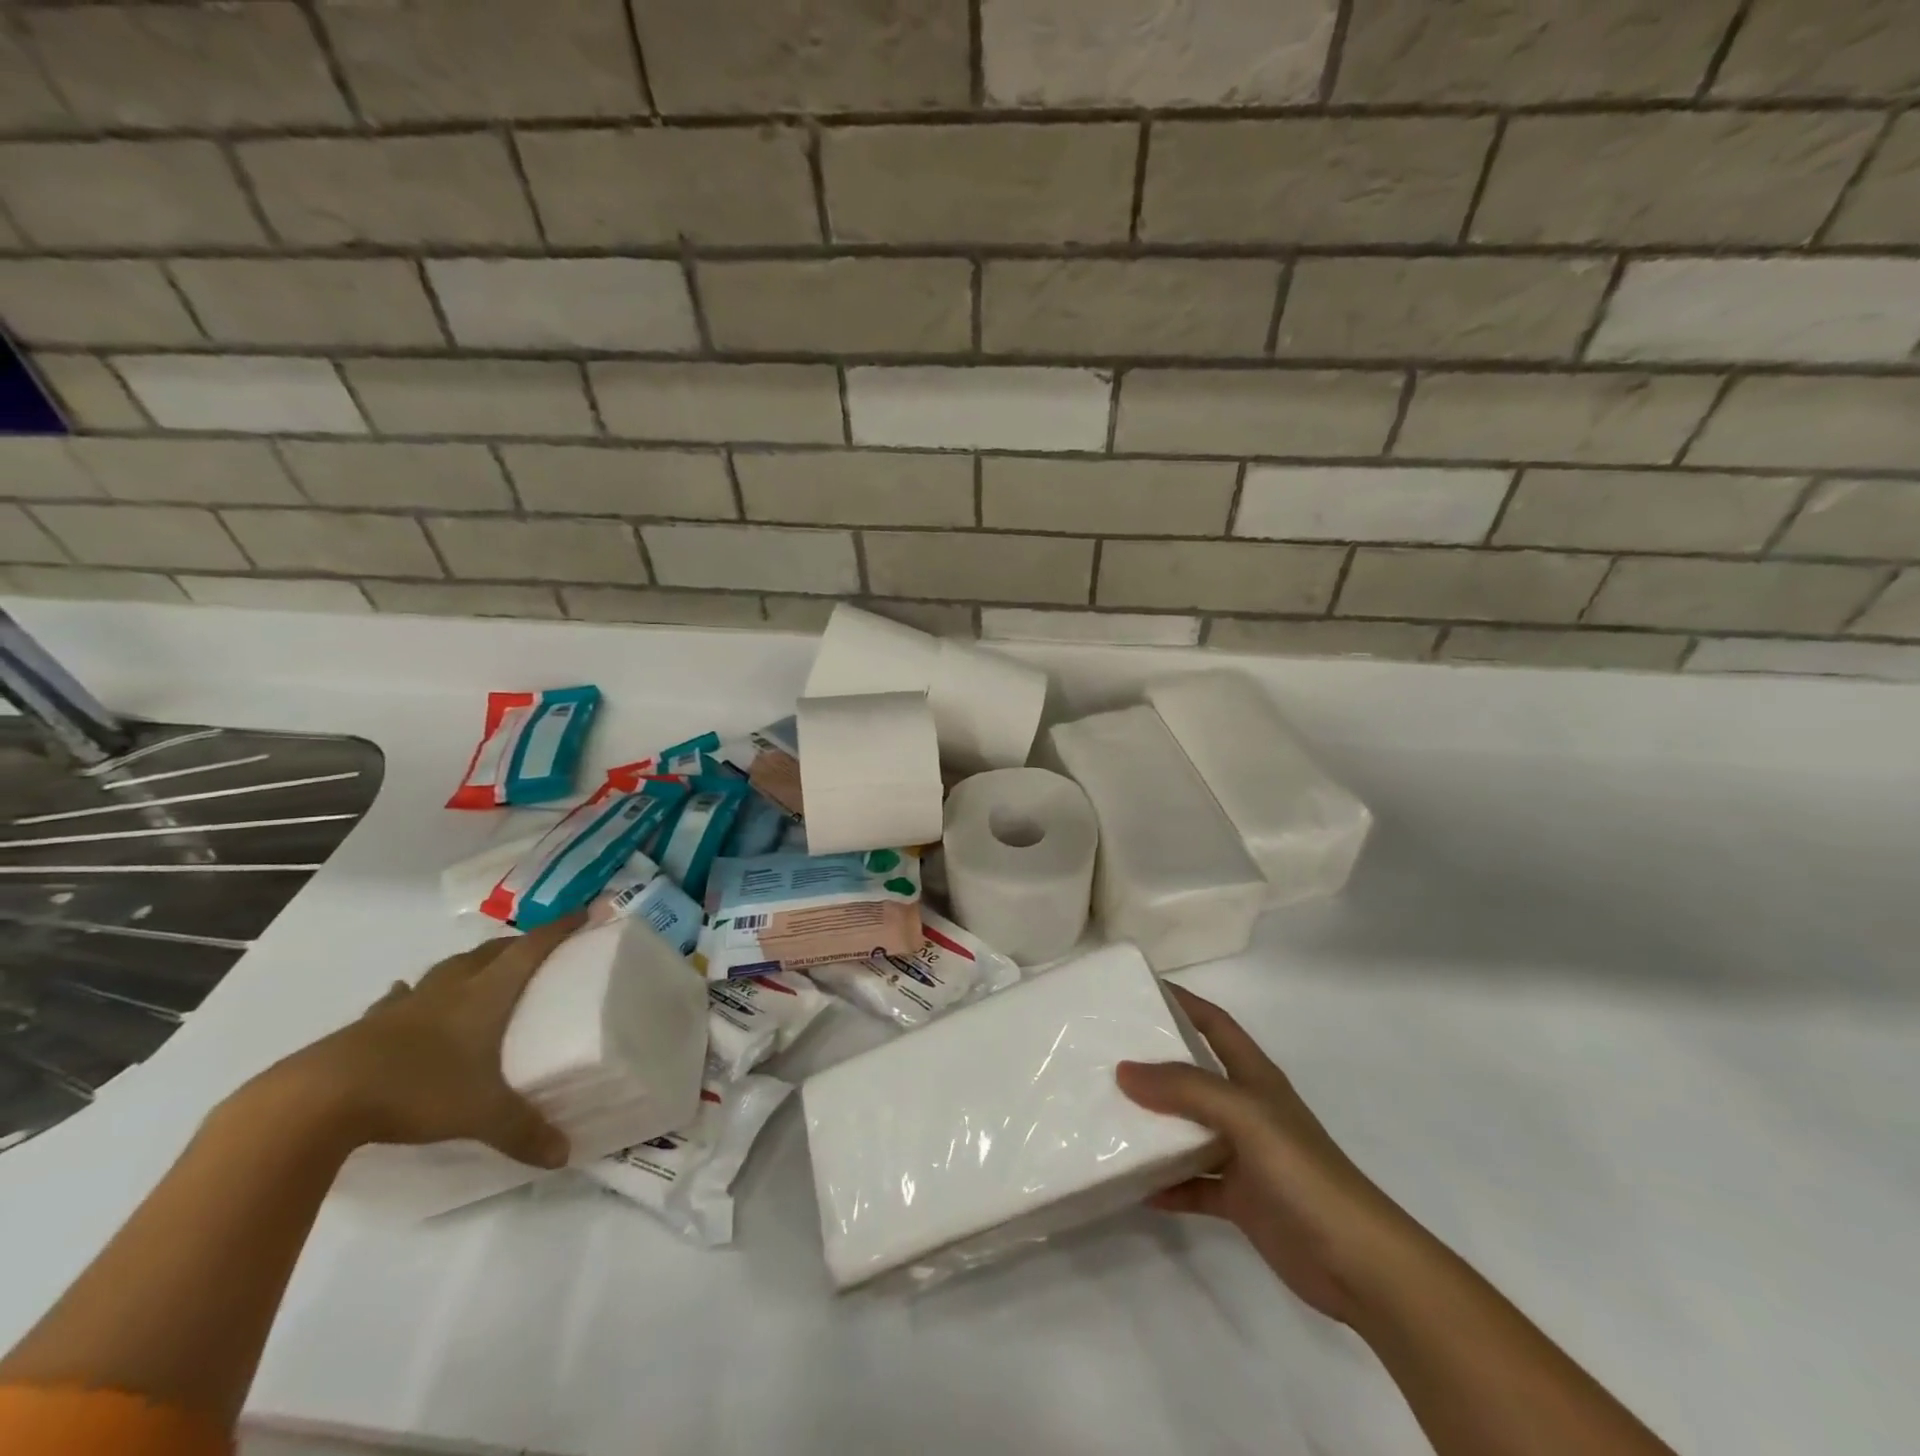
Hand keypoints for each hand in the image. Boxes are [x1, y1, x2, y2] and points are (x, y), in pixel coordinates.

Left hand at [256, 916, 582, 1168]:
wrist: (318, 1100)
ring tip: (480, 971)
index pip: (532, 949)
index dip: (559, 928)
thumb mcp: (481, 1114)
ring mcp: (407, 1003)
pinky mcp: (370, 1023)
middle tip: (535, 951)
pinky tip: (406, 997)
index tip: (584, 912)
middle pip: (490, 951)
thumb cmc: (418, 1090)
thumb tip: (565, 1156)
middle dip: (516, 945)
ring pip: (448, 968)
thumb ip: (524, 1132)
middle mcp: (452, 988)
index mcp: (487, 995)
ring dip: (469, 963)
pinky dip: (412, 994)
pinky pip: (400, 997)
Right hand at [1118, 986, 1413, 1325]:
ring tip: (1106, 1116)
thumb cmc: (1304, 1172)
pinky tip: (1135, 1186)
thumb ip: (1184, 1089)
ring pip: (1187, 1129)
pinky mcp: (1240, 1200)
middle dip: (1153, 1063)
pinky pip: (1192, 1184)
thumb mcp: (1244, 1115)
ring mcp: (1243, 1155)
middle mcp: (1246, 1109)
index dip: (1181, 1002)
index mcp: (1253, 1077)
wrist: (1359, 1265)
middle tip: (1104, 1054)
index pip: (1213, 1023)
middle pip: (1192, 1074)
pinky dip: (1165, 1183)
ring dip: (1153, 1125)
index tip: (1136, 991)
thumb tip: (1124, 1070)